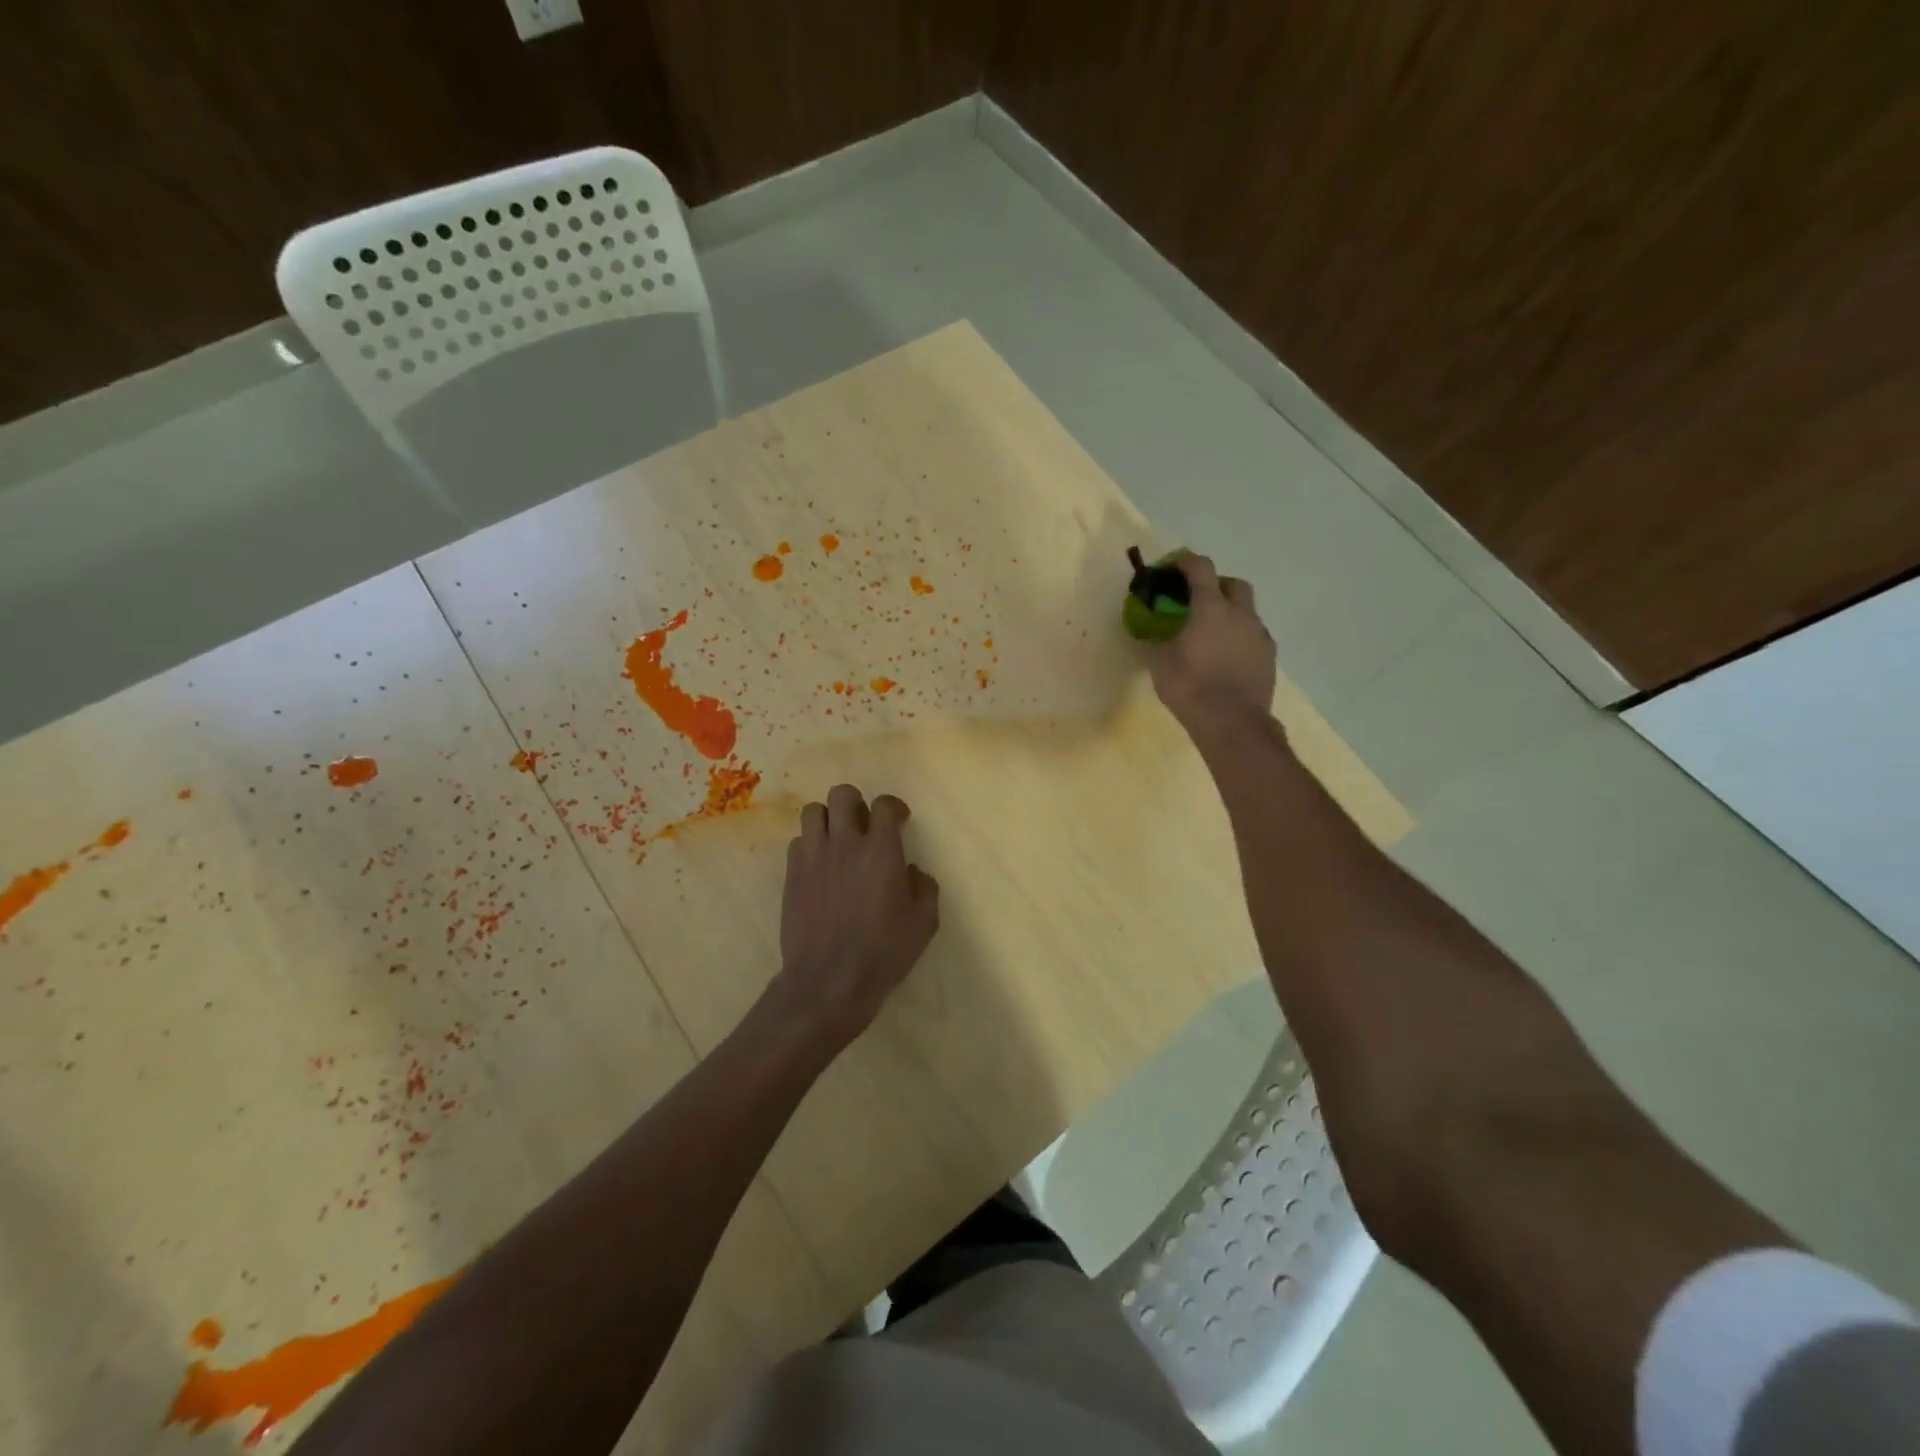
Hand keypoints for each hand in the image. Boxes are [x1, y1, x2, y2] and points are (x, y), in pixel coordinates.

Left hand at [773, 784, 939, 1048]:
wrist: (828, 981)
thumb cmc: (883, 952)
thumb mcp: (924, 923)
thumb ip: (924, 887)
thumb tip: (912, 871)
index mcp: (881, 850)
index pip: (884, 804)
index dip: (893, 807)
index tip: (899, 820)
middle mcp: (845, 843)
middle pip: (843, 794)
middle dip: (856, 803)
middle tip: (864, 826)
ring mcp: (813, 857)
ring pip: (813, 811)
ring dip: (828, 819)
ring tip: (837, 841)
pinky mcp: (791, 875)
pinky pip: (798, 842)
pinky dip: (810, 846)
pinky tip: (820, 866)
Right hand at [1145, 553, 1277, 729]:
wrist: (1233, 723)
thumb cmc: (1191, 688)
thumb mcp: (1160, 664)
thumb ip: (1155, 642)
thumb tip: (1150, 634)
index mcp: (1211, 608)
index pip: (1201, 568)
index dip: (1185, 562)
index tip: (1173, 567)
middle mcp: (1240, 614)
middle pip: (1233, 584)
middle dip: (1215, 585)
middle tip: (1197, 600)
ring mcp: (1259, 635)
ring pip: (1247, 611)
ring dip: (1230, 613)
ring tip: (1211, 633)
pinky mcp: (1269, 657)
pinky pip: (1254, 636)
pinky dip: (1240, 637)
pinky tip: (1226, 656)